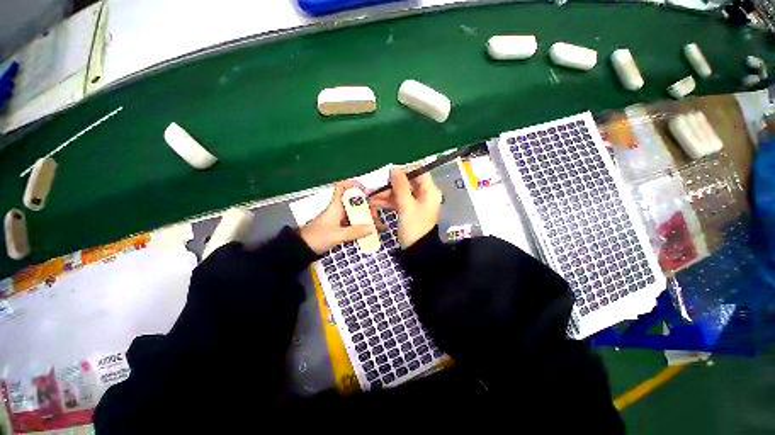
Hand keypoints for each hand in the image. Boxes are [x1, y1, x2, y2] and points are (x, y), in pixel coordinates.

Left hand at [300, 181, 381, 254]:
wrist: (302, 248)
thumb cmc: (317, 238)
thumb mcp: (337, 236)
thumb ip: (355, 232)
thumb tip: (372, 228)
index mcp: (335, 206)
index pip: (342, 187)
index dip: (354, 185)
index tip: (366, 193)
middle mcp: (338, 208)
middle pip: (354, 200)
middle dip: (366, 205)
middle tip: (374, 216)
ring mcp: (338, 217)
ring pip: (355, 211)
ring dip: (365, 216)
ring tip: (375, 225)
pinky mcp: (339, 225)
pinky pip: (353, 221)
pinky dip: (361, 224)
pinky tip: (368, 230)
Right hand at [371, 168, 441, 248]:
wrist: (416, 250)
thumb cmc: (414, 227)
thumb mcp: (406, 205)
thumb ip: (400, 186)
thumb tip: (394, 168)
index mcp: (430, 191)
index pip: (419, 172)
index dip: (405, 170)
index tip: (389, 173)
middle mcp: (425, 195)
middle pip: (407, 183)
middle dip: (391, 185)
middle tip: (376, 187)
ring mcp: (417, 203)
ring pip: (401, 192)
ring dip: (387, 194)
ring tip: (372, 197)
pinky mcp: (409, 210)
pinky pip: (399, 201)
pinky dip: (389, 202)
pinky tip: (376, 203)